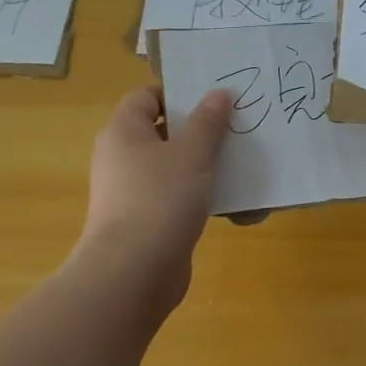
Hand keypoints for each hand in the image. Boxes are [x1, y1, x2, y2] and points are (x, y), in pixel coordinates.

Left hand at [79, 85, 232, 304]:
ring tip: (243, 158)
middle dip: (201, 128)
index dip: (178, 91)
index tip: (214, 96)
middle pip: (164, 130)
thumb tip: (219, 93)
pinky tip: (233, 197)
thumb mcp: (191, 154)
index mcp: (124, 132)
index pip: (146, 96)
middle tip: (238, 124)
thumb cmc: (159, 200)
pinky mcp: (147, 220)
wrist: (133, 274)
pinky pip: (177, 195)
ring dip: (205, 162)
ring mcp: (133, 191)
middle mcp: (122, 157)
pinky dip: (201, 193)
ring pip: (174, 165)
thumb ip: (208, 121)